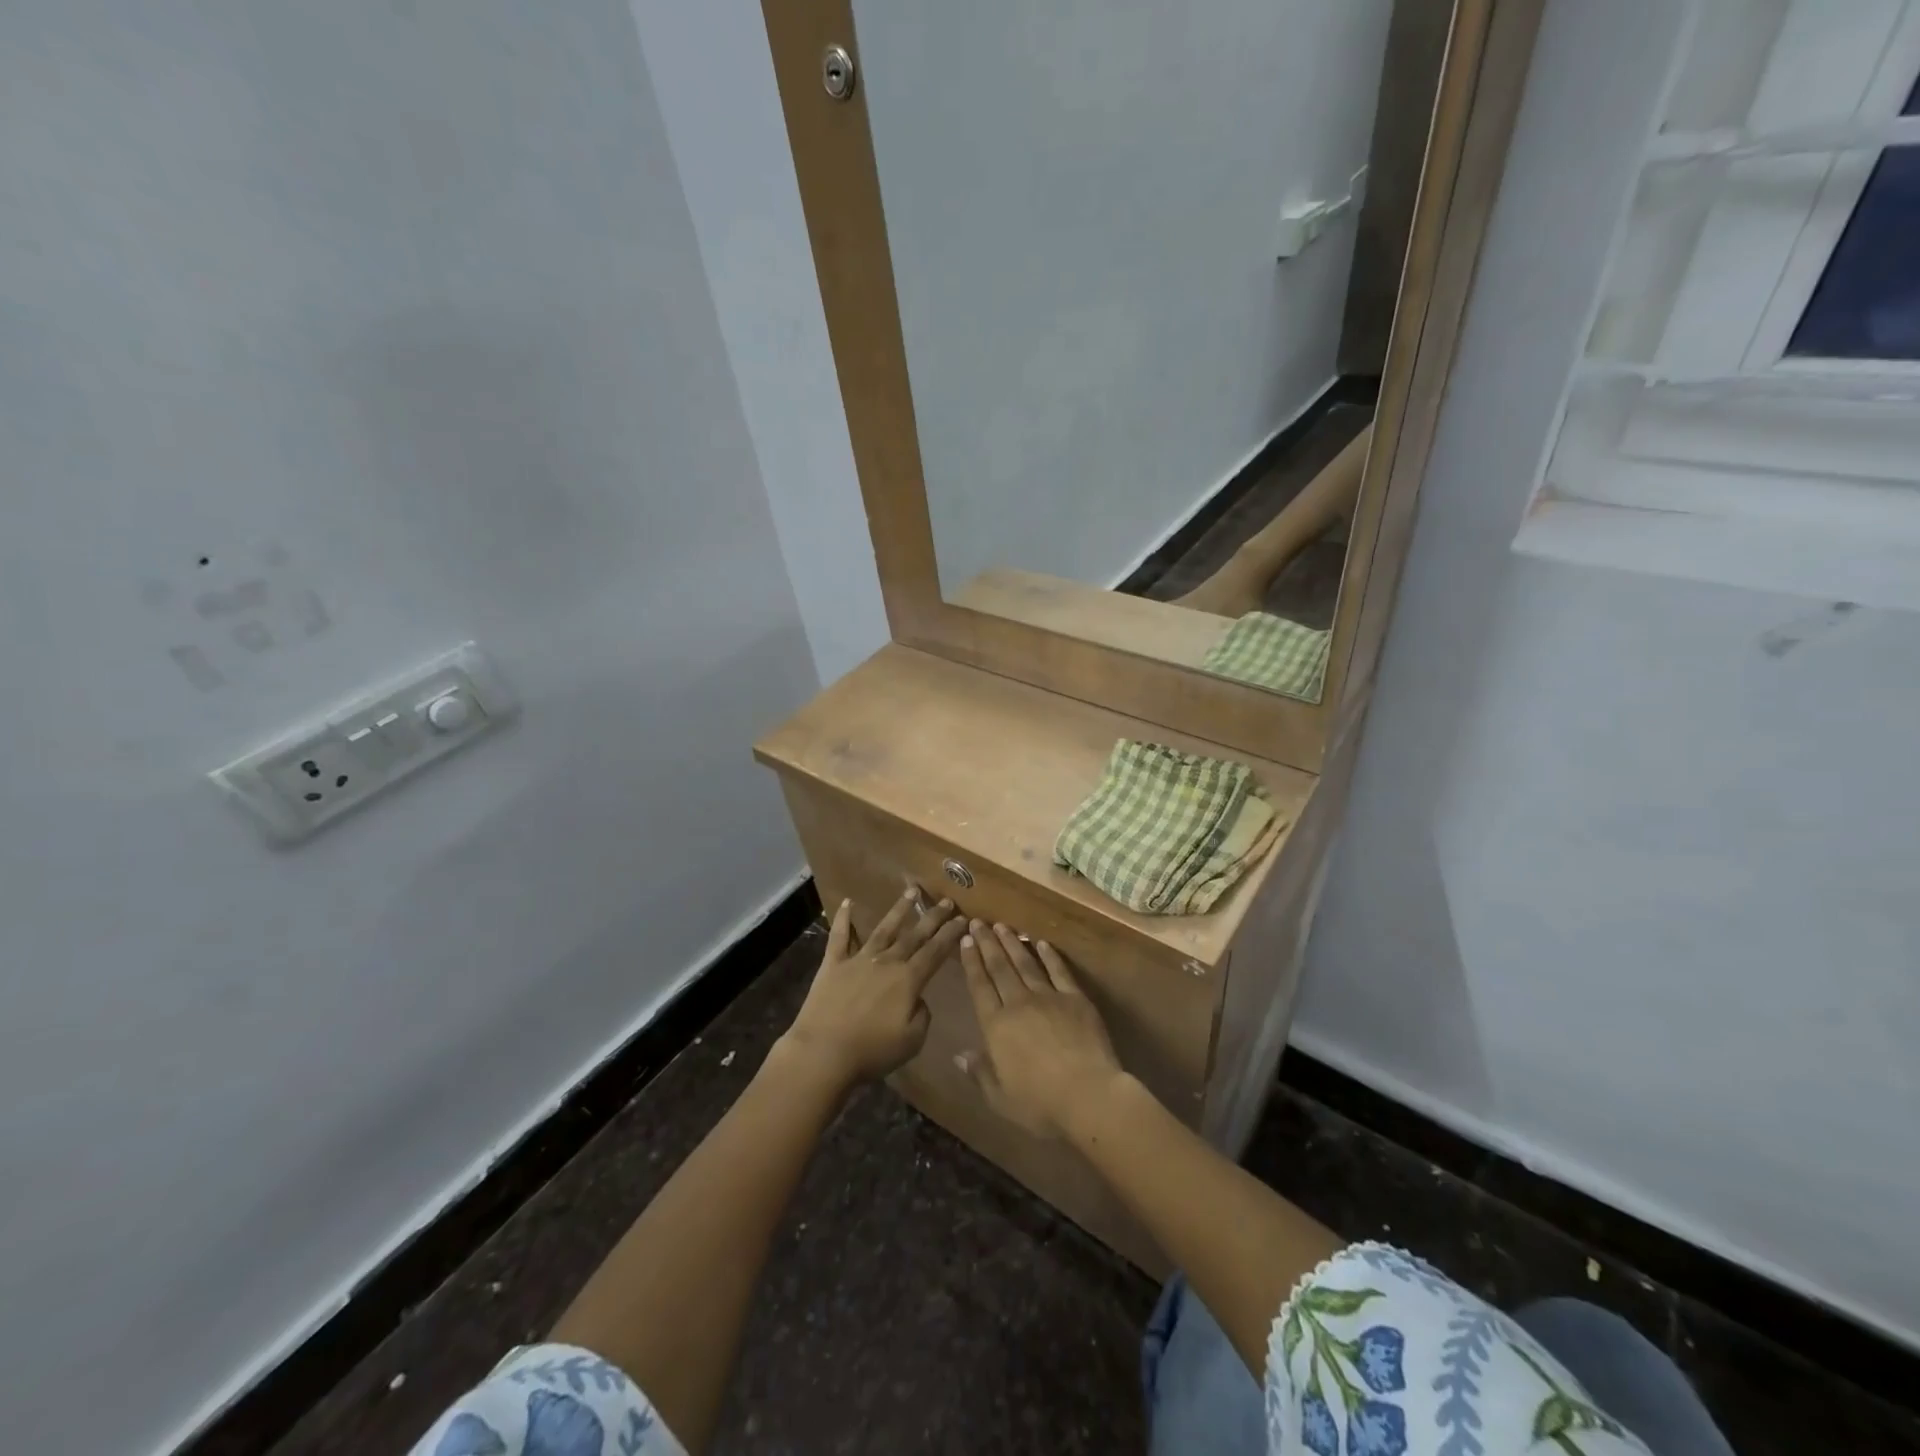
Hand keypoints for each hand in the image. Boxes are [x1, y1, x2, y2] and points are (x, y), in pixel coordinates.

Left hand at [779, 890, 965, 1090]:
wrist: (823, 1052)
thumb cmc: (871, 1051)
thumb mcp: (912, 1041)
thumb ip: (922, 1014)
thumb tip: (918, 998)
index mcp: (908, 980)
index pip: (936, 952)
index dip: (951, 934)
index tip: (963, 919)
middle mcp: (887, 962)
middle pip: (914, 935)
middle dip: (933, 917)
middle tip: (946, 901)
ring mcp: (859, 959)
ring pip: (884, 928)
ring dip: (899, 909)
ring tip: (912, 891)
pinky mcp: (833, 964)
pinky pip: (839, 936)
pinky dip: (843, 918)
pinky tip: (847, 902)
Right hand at [958, 920, 1126, 1139]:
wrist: (1088, 1094)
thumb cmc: (1040, 1104)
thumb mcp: (1001, 1098)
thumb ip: (980, 1073)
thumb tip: (959, 1055)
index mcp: (996, 1026)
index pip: (980, 986)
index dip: (971, 962)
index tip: (966, 940)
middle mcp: (1018, 1003)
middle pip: (1000, 967)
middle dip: (988, 943)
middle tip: (978, 922)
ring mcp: (1048, 997)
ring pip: (1026, 963)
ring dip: (1013, 943)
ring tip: (1002, 925)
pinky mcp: (1075, 998)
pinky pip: (1059, 971)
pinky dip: (1049, 955)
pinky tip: (1042, 942)